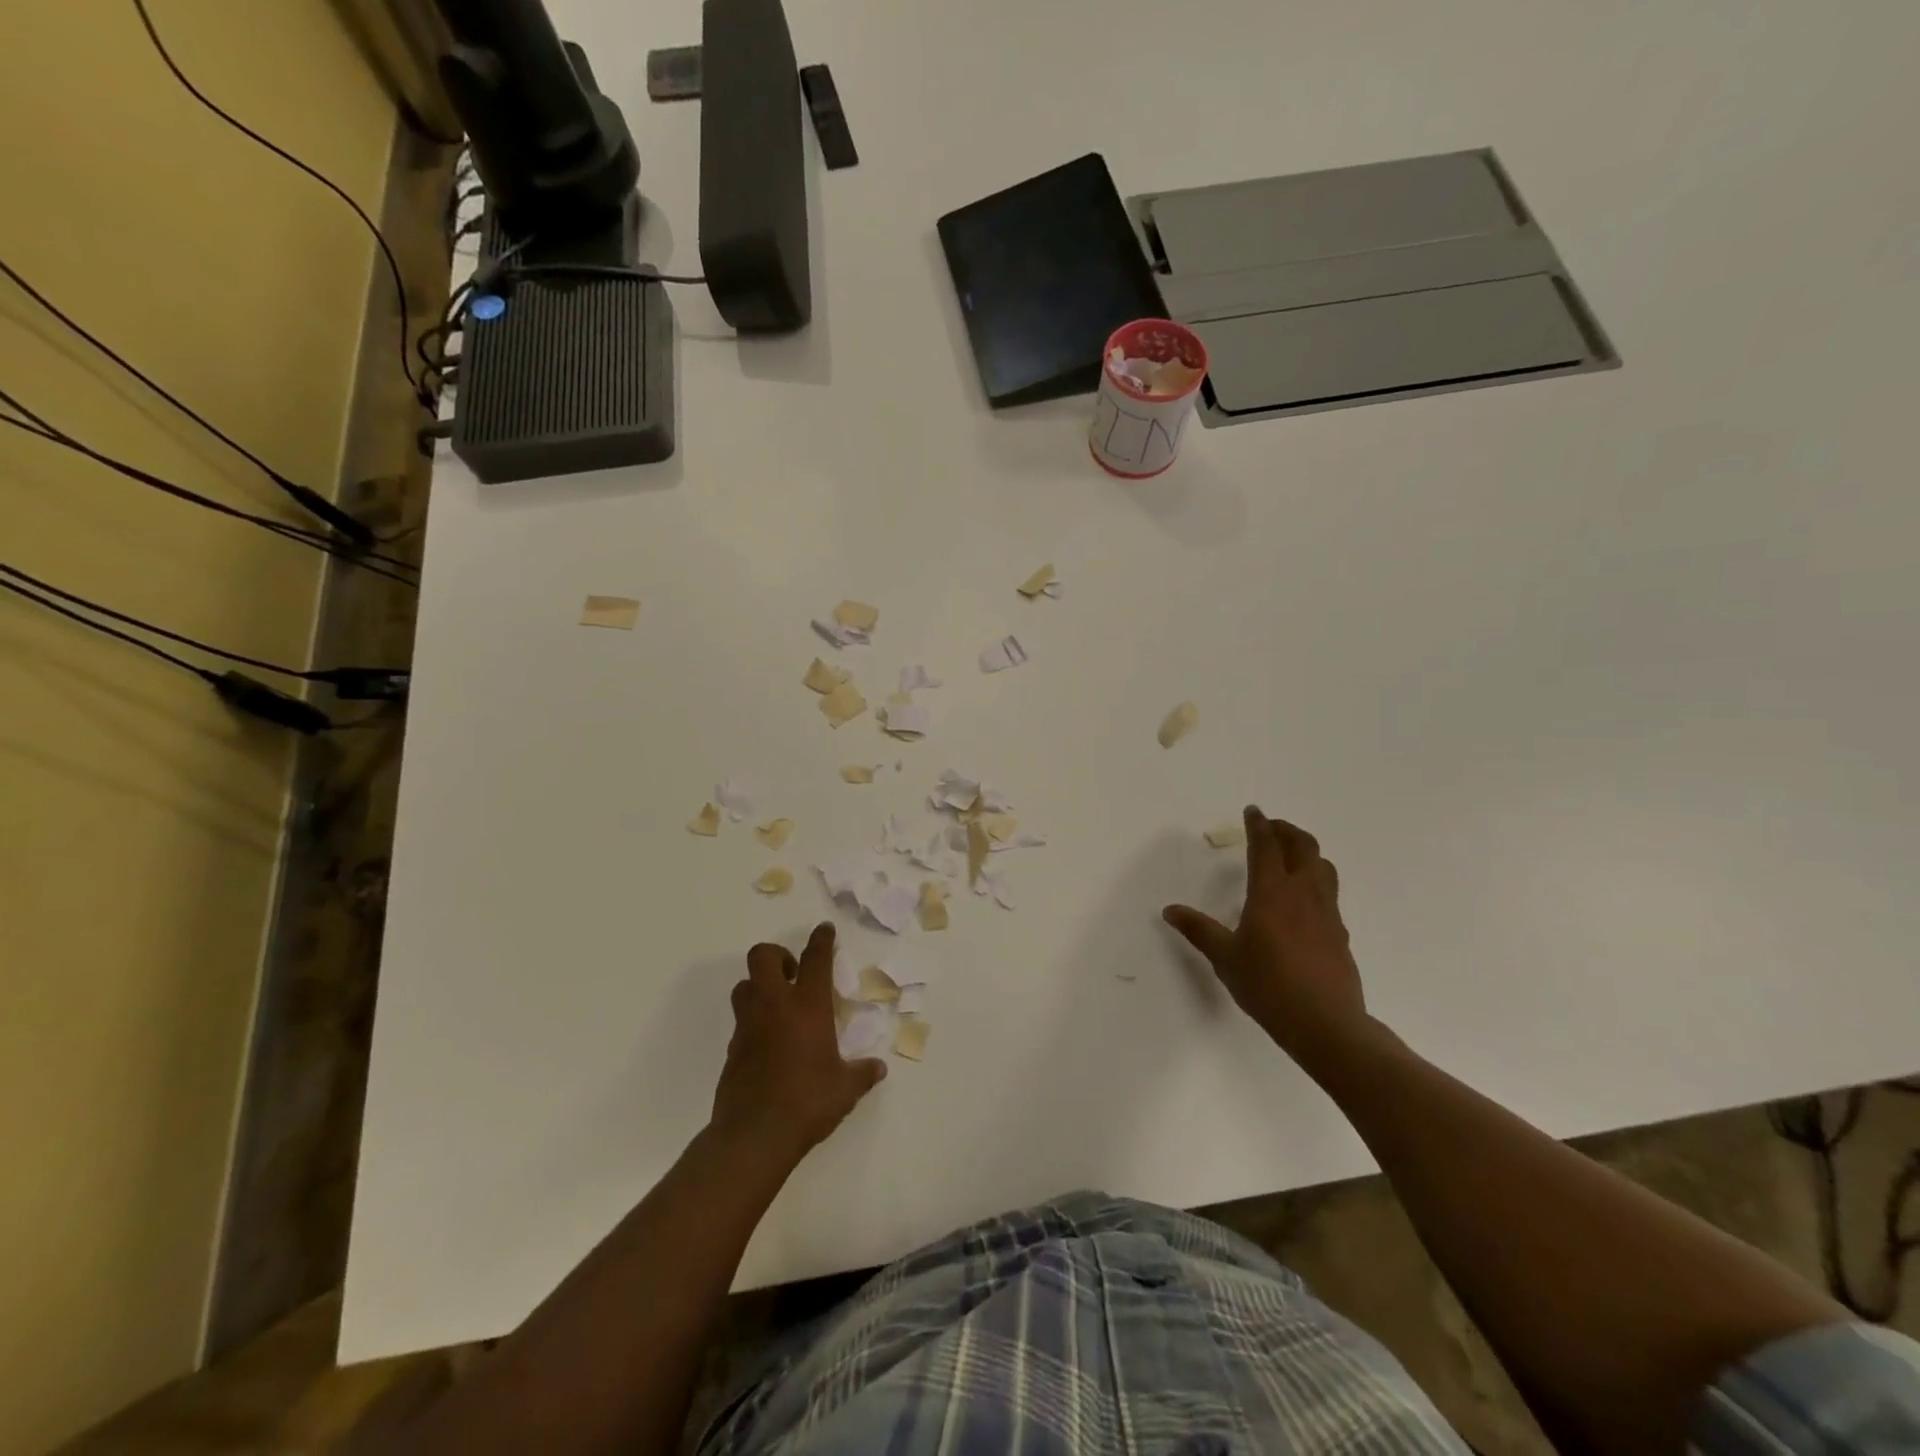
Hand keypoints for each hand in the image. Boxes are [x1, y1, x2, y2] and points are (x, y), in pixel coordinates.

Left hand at [711, 923, 886, 1160]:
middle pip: (762, 956)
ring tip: (779, 1007)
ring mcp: (748, 1026)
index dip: (821, 940)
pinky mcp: (732, 1049)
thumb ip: (861, 1074)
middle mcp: (774, 1006)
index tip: (824, 930)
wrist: (755, 1135)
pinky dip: (754, 1022)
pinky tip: (769, 1044)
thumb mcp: (845, 1089)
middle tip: (794, 974)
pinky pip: (741, 1021)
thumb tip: (878, 1069)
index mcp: (807, 1006)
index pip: (815, 959)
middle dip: (777, 956)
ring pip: (744, 986)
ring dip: (759, 987)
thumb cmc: (808, 1102)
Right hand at [1163, 807, 1366, 1059]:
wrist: (1326, 1024)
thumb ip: (1198, 930)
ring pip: (1323, 866)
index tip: (1253, 811)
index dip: (1259, 825)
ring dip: (1306, 852)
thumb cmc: (1268, 986)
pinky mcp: (1340, 933)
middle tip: (1271, 829)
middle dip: (1286, 831)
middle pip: (1303, 846)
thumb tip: (1170, 910)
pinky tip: (1303, 901)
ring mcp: (1327, 912)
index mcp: (1272, 893)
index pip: (1266, 847)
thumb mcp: (1225, 958)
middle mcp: (1303, 894)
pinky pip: (1329, 893)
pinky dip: (1315, 881)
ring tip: (1290, 856)